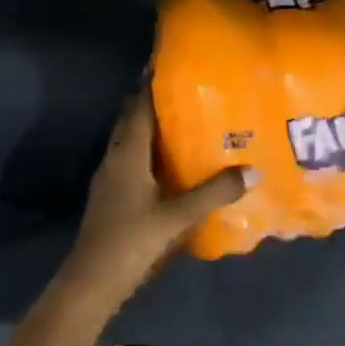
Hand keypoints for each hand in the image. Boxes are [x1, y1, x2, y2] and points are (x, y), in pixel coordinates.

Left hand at [57, 90, 253, 306]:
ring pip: (130, 142)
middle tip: (185, 90)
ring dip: (150, 128)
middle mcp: (114, 158)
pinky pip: (131, 161)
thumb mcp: (176, 216)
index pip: (138, 107)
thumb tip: (252, 170)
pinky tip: (169, 163)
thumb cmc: (131, 240)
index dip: (151, 84)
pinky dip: (148, 152)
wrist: (92, 280)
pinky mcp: (112, 196)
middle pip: (131, 120)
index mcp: (127, 154)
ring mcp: (109, 178)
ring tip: (183, 121)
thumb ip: (213, 193)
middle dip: (152, 102)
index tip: (169, 64)